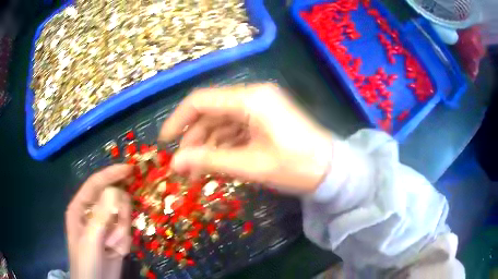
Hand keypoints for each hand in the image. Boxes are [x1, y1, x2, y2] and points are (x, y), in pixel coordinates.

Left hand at [66, 164, 132, 278]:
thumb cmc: (86, 262)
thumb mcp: (90, 241)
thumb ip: (100, 217)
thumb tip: (115, 191)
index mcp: (81, 206)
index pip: (96, 183)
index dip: (112, 174)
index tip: (130, 169)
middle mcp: (93, 212)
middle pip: (113, 198)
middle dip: (119, 214)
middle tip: (116, 232)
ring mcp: (106, 224)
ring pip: (123, 215)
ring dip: (121, 231)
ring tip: (112, 246)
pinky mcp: (116, 236)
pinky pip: (127, 230)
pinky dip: (125, 241)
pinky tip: (116, 251)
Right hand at [159, 83, 332, 194]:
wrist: (330, 170)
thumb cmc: (295, 166)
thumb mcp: (250, 165)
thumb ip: (209, 161)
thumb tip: (175, 162)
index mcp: (250, 99)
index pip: (201, 100)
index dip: (178, 120)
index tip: (165, 142)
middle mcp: (253, 96)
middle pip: (210, 112)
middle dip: (194, 138)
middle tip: (184, 167)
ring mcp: (260, 107)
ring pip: (221, 122)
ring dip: (207, 144)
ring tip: (197, 171)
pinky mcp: (264, 118)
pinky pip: (235, 128)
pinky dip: (223, 144)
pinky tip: (216, 162)